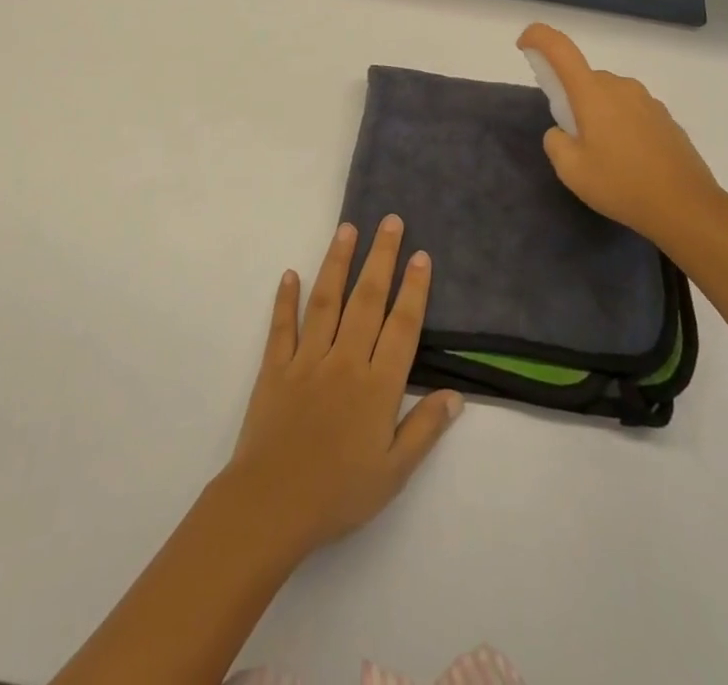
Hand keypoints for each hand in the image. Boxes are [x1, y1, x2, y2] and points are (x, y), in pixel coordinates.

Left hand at [222, 218, 462, 560]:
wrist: (271, 506)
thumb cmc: (338, 493)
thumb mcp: (393, 473)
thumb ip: (425, 429)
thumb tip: (456, 395)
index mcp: (377, 385)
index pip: (401, 326)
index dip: (414, 290)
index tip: (421, 255)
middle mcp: (344, 360)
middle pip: (366, 299)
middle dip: (381, 257)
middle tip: (390, 221)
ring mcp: (307, 359)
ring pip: (326, 300)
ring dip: (337, 262)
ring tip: (347, 229)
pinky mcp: (275, 367)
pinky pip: (282, 326)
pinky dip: (285, 299)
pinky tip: (290, 274)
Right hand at [518, 22, 727, 251]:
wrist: (687, 206)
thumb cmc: (622, 185)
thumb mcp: (571, 170)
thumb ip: (555, 142)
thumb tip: (563, 131)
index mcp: (592, 92)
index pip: (560, 48)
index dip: (538, 38)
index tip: (524, 46)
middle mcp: (620, 86)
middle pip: (584, 78)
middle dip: (571, 98)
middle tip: (571, 137)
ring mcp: (647, 100)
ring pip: (608, 95)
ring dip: (597, 113)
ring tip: (603, 155)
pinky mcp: (665, 117)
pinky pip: (630, 110)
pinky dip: (620, 124)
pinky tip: (628, 160)